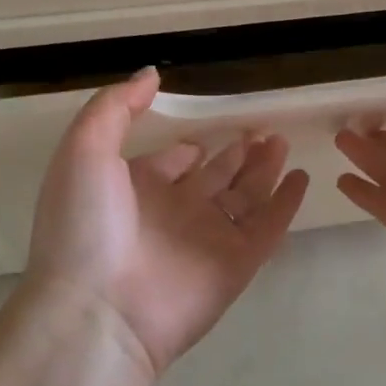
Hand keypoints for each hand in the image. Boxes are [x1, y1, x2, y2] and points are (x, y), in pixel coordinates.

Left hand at [25, 68, 310, 375]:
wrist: (99, 310)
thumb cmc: (85, 225)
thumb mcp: (85, 150)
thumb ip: (115, 107)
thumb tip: (151, 75)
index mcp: (136, 191)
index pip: (168, 165)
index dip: (184, 151)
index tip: (202, 136)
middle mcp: (174, 213)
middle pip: (214, 178)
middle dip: (235, 155)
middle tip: (260, 130)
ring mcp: (208, 239)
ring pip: (244, 197)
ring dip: (263, 170)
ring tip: (281, 141)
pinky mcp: (236, 264)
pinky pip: (268, 227)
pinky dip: (286, 204)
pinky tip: (300, 178)